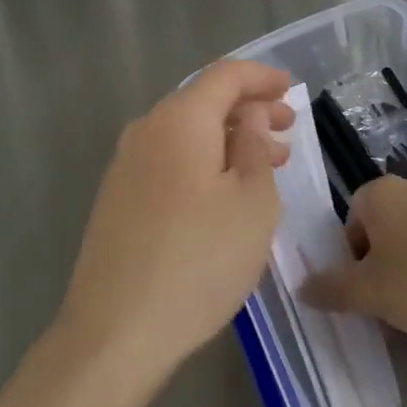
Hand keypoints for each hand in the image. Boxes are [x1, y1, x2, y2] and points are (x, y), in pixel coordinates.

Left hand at [55, 61, 294, 396]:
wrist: (114, 331)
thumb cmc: (198, 260)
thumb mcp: (252, 203)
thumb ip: (256, 146)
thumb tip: (251, 115)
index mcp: (180, 119)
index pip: (225, 75)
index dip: (262, 77)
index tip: (291, 89)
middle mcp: (147, 129)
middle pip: (204, 101)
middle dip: (249, 110)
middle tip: (288, 131)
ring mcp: (126, 164)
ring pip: (187, 133)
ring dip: (229, 140)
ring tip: (267, 164)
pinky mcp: (118, 197)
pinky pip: (170, 159)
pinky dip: (204, 162)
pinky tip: (225, 193)